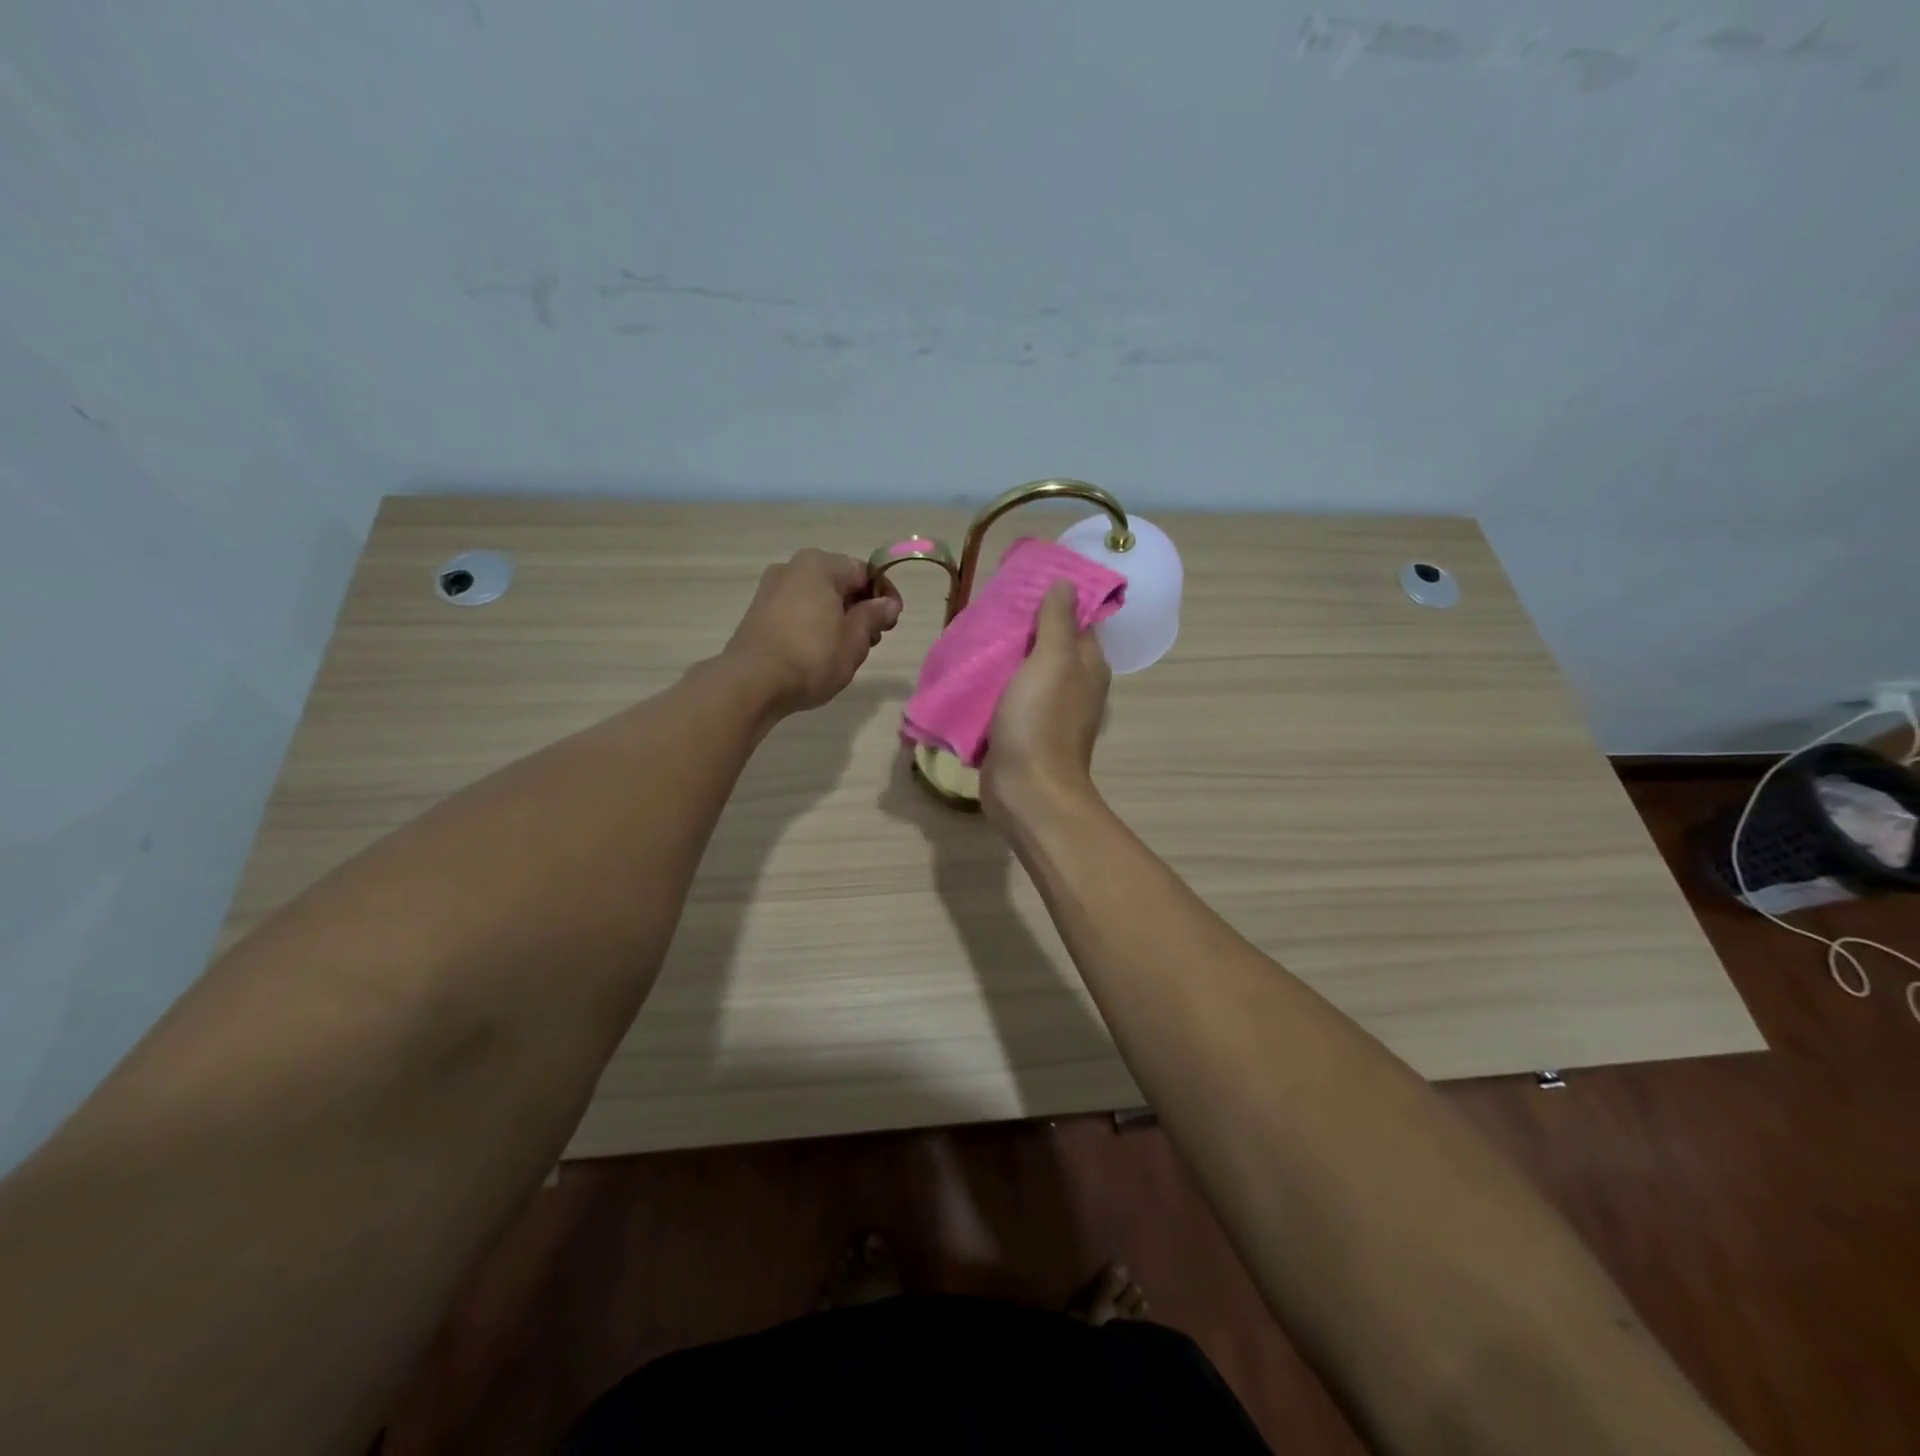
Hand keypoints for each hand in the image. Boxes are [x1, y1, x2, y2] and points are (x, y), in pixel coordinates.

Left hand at [723, 549, 901, 712]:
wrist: (751, 683)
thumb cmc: (811, 656)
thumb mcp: (854, 639)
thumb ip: (873, 616)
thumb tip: (888, 604)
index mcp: (820, 565)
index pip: (865, 572)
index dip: (885, 596)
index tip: (893, 622)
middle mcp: (793, 567)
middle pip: (840, 583)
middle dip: (860, 609)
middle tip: (871, 641)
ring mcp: (771, 589)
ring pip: (818, 599)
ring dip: (838, 619)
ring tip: (845, 652)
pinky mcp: (758, 612)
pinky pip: (798, 611)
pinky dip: (814, 625)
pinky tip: (818, 653)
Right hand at [981, 582, 1110, 825]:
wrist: (1026, 791)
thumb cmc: (1041, 721)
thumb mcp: (1052, 661)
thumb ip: (1057, 621)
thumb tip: (1065, 583)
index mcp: (1087, 666)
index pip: (1075, 620)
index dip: (1052, 599)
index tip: (1021, 582)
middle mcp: (1072, 686)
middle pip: (1046, 645)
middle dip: (1019, 627)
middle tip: (987, 607)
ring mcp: (1045, 711)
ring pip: (1022, 672)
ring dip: (1000, 657)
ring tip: (971, 635)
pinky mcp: (1020, 731)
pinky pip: (1004, 699)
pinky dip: (989, 687)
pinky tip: (966, 674)